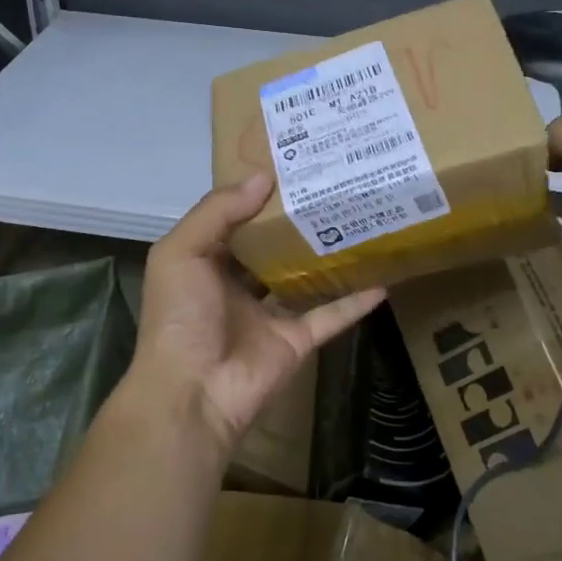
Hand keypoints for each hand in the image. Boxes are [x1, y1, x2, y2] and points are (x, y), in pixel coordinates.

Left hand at [126, 172, 385, 463]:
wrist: (193, 393)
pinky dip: (355, 303)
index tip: (289, 167)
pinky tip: (382, 281)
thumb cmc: (179, 316)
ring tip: (358, 223)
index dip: (256, 195)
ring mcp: (269, 315)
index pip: (234, 220)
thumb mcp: (181, 252)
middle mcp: (237, 285)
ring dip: (327, 257)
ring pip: (304, 278)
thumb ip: (218, 211)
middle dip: (295, 221)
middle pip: (272, 246)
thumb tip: (263, 177)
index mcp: (207, 262)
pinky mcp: (296, 341)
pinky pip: (330, 316)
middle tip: (331, 187)